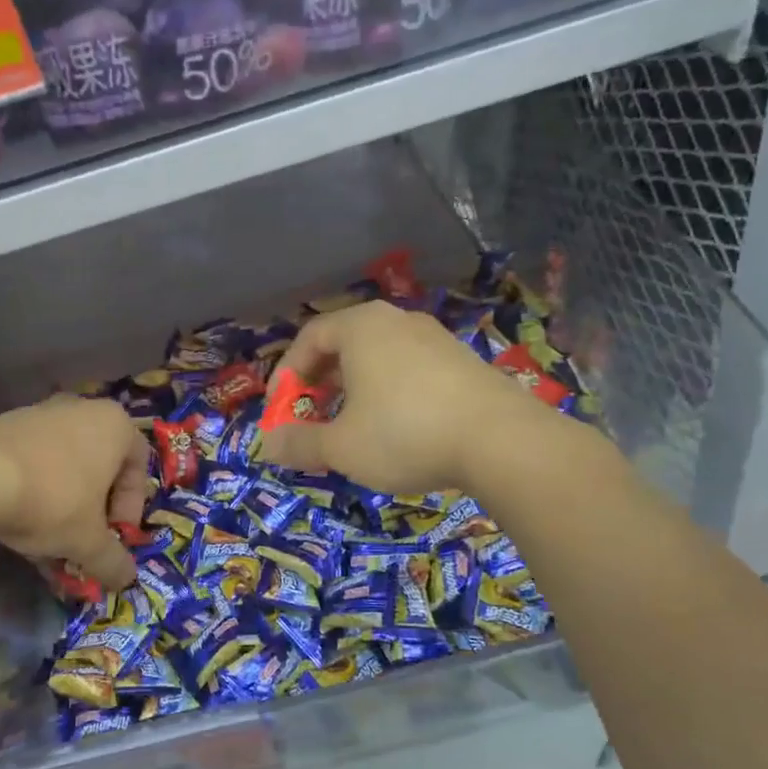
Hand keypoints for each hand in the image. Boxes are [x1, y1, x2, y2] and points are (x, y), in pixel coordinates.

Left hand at [0, 397, 150, 587]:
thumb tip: (127, 579)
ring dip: (63, 502)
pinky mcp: (4, 424)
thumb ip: (112, 561)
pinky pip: (33, 461)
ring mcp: (40, 412)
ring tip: (47, 538)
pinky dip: (33, 490)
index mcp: (115, 424)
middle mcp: (82, 409)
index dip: (131, 507)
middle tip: (84, 537)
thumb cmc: (52, 499)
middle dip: (94, 507)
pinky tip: (18, 521)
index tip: (115, 535)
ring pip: (64, 465)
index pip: (139, 466)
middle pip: (100, 465)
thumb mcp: (88, 541)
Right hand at [256, 300, 562, 495]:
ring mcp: (436, 338)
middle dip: (320, 383)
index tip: (280, 410)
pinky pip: (410, 370)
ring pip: (379, 358)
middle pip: (344, 345)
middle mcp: (398, 321)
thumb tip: (266, 445)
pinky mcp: (463, 361)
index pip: (309, 338)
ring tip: (351, 426)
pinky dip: (389, 393)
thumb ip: (299, 443)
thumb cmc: (405, 433)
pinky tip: (397, 429)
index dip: (286, 375)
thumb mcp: (341, 446)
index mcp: (362, 327)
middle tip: (311, 417)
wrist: (501, 441)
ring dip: (354, 390)